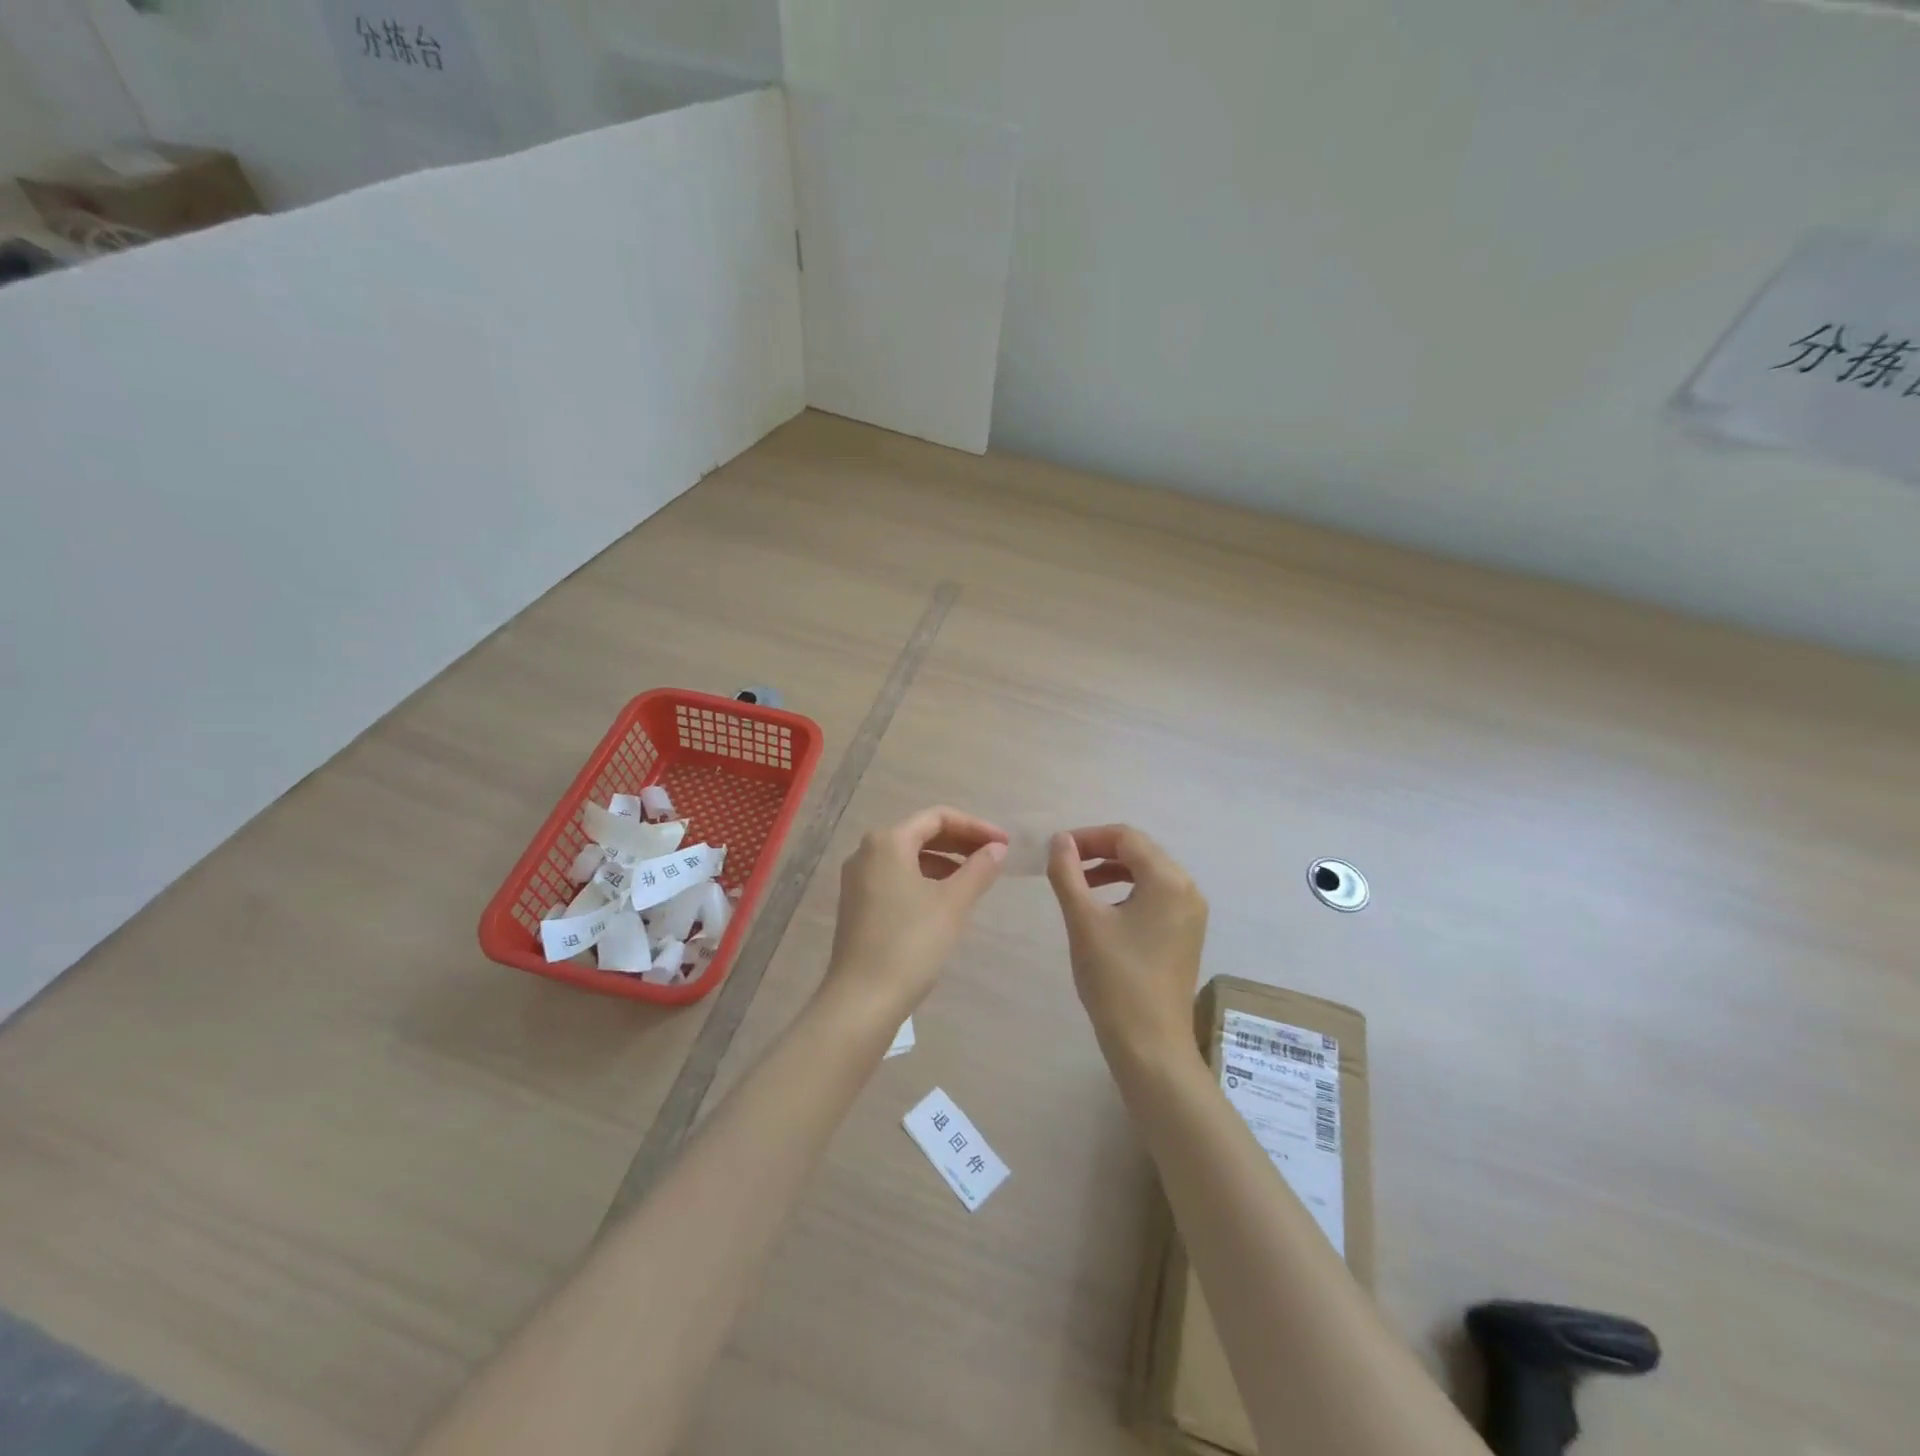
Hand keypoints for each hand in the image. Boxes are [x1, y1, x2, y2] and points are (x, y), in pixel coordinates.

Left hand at [823, 806, 1007, 1020]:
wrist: (862, 999)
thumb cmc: (911, 943)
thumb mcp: (953, 903)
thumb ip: (979, 869)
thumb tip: (997, 848)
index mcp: (887, 841)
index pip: (937, 817)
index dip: (975, 826)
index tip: (1004, 843)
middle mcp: (866, 852)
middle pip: (921, 833)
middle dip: (960, 842)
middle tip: (994, 857)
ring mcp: (858, 880)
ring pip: (909, 857)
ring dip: (944, 862)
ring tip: (975, 879)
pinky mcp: (857, 904)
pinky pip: (897, 877)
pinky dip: (925, 879)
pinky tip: (946, 900)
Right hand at [1047, 825, 1208, 1063]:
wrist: (1150, 1044)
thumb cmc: (1115, 978)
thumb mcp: (1083, 920)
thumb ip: (1068, 873)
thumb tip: (1060, 841)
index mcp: (1168, 880)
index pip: (1126, 837)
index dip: (1088, 837)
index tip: (1056, 850)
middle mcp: (1187, 889)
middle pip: (1140, 852)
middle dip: (1099, 851)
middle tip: (1063, 864)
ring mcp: (1190, 914)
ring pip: (1147, 874)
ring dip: (1111, 871)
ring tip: (1077, 884)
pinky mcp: (1186, 934)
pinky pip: (1155, 896)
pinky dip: (1127, 891)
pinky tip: (1102, 909)